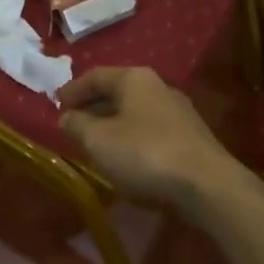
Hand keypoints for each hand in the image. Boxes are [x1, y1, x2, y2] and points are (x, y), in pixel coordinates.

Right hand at [57, 67, 248, 212]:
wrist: (208, 187)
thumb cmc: (145, 155)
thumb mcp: (98, 140)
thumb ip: (77, 125)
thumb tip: (67, 117)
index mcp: (135, 79)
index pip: (95, 76)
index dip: (73, 89)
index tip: (56, 103)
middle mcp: (159, 87)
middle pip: (117, 92)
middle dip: (93, 107)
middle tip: (72, 122)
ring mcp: (179, 112)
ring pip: (135, 112)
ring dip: (112, 124)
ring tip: (94, 142)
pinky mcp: (191, 138)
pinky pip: (150, 130)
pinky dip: (131, 138)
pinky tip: (124, 157)